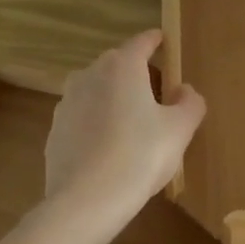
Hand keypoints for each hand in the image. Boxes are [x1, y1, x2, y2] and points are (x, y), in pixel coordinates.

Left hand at [42, 29, 205, 230]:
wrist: (85, 202)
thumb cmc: (140, 156)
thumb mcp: (180, 129)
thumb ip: (190, 102)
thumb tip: (184, 90)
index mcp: (122, 66)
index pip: (143, 41)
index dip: (157, 41)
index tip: (166, 42)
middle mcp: (90, 74)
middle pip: (118, 64)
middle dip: (138, 73)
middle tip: (158, 94)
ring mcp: (67, 102)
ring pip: (97, 90)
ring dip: (115, 98)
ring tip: (133, 123)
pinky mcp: (55, 131)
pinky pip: (83, 117)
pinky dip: (97, 123)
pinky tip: (110, 148)